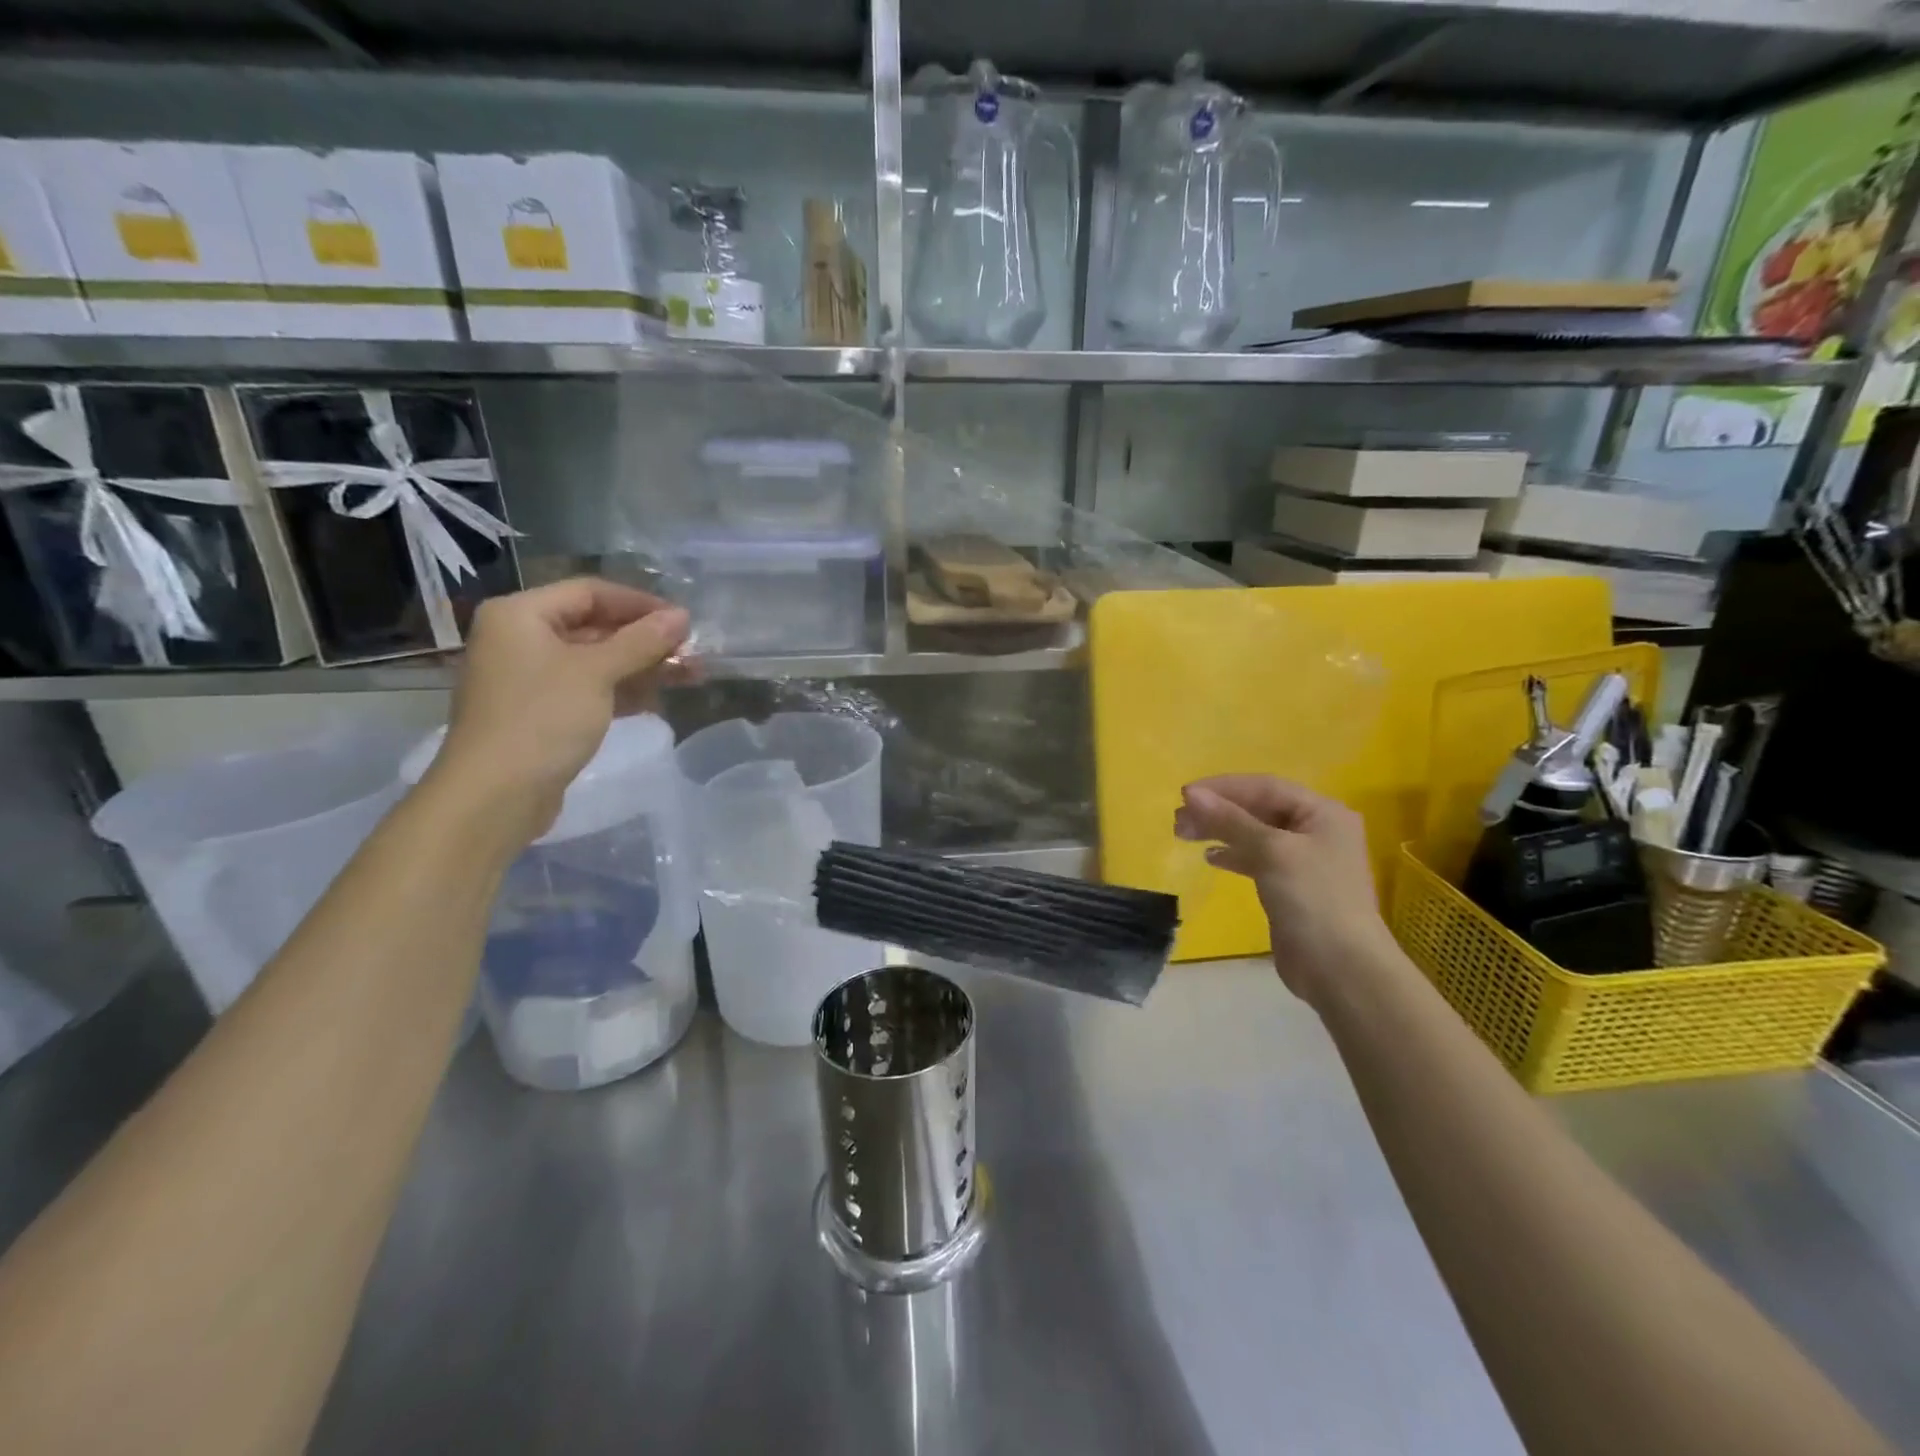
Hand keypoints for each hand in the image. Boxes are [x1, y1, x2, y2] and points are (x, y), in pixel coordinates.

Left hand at [431, 579, 692, 843]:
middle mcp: (521, 638)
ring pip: (596, 660)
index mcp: (521, 614)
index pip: (590, 592)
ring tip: (689, 675)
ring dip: (642, 665)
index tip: (683, 621)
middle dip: (645, 638)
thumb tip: (682, 616)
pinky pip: (589, 688)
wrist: (495, 795)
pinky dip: (623, 690)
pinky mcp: (542, 711)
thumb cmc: (542, 719)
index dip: (640, 603)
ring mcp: (530, 677)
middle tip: (691, 651)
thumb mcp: (597, 673)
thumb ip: (642, 641)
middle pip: (594, 625)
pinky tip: (658, 699)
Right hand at [1175, 775, 1395, 1008]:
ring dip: (1220, 831)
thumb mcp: (1271, 851)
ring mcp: (1305, 861)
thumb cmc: (1313, 899)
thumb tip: (1191, 794)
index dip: (1223, 787)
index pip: (1266, 787)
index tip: (1184, 795)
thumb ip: (1231, 820)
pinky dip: (1233, 855)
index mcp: (1323, 813)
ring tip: (1184, 834)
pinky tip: (1210, 858)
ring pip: (1254, 834)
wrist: (1341, 968)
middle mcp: (1316, 831)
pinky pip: (1257, 859)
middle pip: (1259, 809)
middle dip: (1218, 811)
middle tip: (1179, 820)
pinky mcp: (1291, 887)